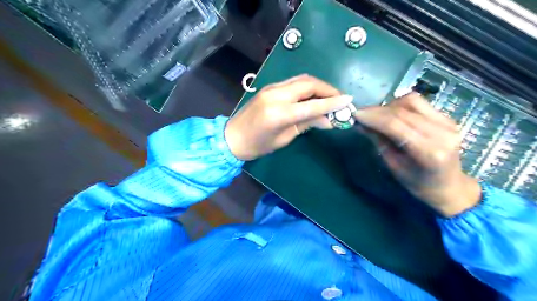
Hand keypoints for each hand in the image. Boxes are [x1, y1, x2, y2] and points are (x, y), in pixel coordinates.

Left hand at [225, 75, 355, 160]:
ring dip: (318, 86)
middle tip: (340, 98)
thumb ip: (307, 124)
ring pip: (302, 79)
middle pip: (309, 84)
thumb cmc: (258, 145)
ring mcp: (272, 88)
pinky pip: (293, 82)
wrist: (232, 137)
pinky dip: (307, 86)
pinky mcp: (269, 87)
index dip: (332, 102)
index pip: (313, 104)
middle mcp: (276, 95)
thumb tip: (329, 120)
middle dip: (328, 89)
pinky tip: (313, 95)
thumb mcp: (284, 138)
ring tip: (329, 96)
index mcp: (279, 113)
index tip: (349, 101)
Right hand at [354, 93, 482, 216]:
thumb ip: (379, 141)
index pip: (395, 125)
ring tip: (378, 116)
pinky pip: (419, 103)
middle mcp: (441, 133)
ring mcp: (447, 123)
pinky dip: (401, 106)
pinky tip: (392, 115)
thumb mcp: (394, 166)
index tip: (355, 114)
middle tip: (361, 114)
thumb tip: (361, 124)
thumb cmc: (418, 183)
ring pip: (411, 101)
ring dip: (389, 106)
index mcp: (429, 152)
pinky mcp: (447, 117)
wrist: (449, 186)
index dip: (373, 117)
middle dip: (377, 111)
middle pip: (402, 111)